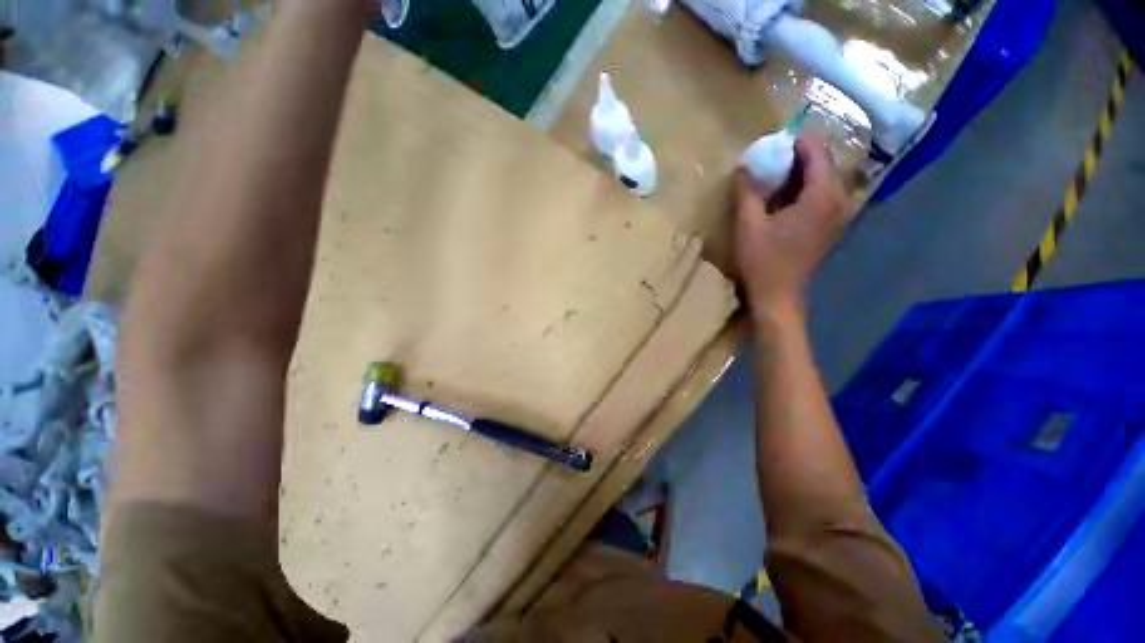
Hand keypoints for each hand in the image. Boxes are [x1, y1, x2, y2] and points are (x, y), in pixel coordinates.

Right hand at [732, 134, 853, 315]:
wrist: (778, 295)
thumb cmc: (763, 261)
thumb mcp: (748, 225)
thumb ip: (747, 192)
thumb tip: (744, 166)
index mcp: (821, 196)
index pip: (816, 153)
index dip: (797, 141)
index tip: (775, 138)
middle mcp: (838, 200)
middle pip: (824, 164)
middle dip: (800, 155)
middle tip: (772, 155)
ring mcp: (838, 215)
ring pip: (825, 179)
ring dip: (803, 172)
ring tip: (777, 172)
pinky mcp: (832, 226)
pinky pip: (824, 195)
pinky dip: (807, 187)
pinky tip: (787, 195)